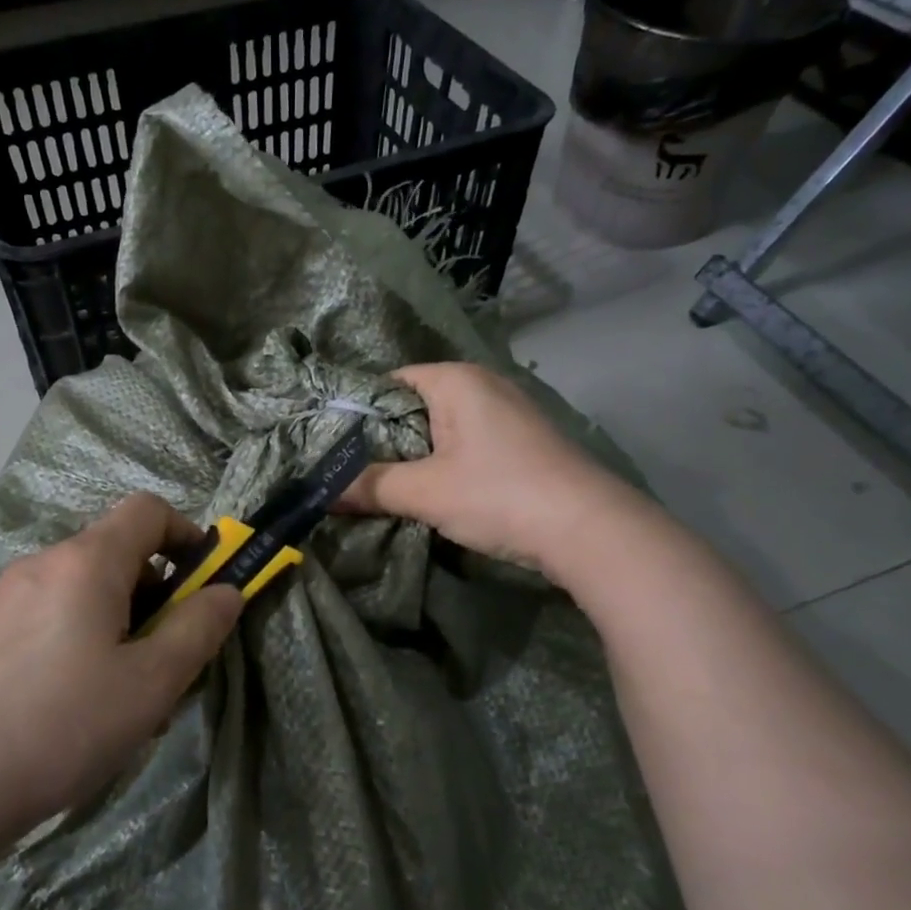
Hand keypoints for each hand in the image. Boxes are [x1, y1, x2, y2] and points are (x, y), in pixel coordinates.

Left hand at [0, 494, 241, 836]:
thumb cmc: (62, 727)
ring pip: (72, 590)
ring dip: (106, 619)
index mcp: (85, 563)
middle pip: (111, 553)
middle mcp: (38, 564)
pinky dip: (63, 637)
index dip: (184, 534)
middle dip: (149, 592)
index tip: (200, 583)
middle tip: (157, 657)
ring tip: (108, 691)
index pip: (146, 510)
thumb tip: (226, 591)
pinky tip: (52, 702)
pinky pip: (35, 616)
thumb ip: (197, 629)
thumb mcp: (150, 684)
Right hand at [339, 362, 632, 574]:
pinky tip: (434, 491)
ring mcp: (509, 413)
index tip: (333, 445)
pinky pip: (468, 443)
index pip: (390, 383)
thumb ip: (370, 486)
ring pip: (443, 427)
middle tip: (352, 470)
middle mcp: (483, 385)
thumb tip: (319, 492)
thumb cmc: (499, 494)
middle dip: (385, 437)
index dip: (359, 412)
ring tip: (385, 484)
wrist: (591, 530)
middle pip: (416, 405)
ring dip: (416, 454)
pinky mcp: (524, 443)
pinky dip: (446, 462)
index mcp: (456, 380)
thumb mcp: (425, 492)